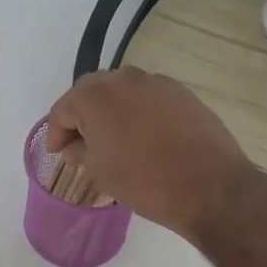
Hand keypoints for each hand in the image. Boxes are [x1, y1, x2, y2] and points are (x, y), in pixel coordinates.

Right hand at [45, 69, 251, 237]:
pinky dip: (139, 112)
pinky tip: (145, 137)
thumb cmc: (144, 181)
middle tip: (81, 143)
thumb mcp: (100, 171)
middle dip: (82, 116)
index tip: (58, 152)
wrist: (210, 187)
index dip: (56, 132)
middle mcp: (124, 78)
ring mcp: (156, 82)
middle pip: (92, 92)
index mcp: (95, 95)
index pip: (63, 109)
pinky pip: (149, 98)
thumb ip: (79, 150)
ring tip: (114, 140)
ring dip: (112, 111)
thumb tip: (75, 144)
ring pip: (123, 92)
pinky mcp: (182, 93)